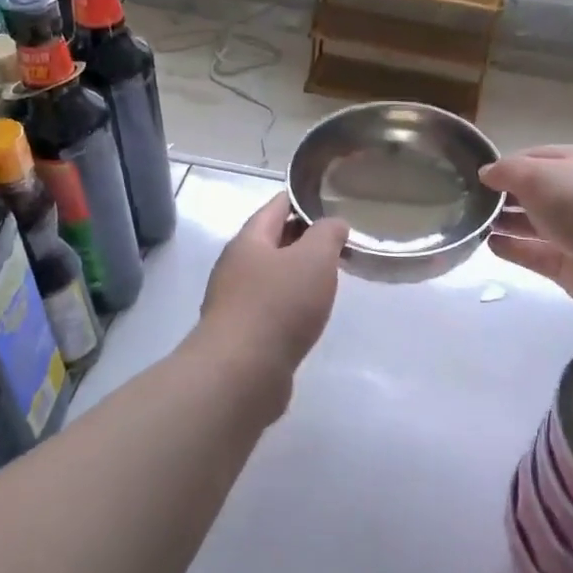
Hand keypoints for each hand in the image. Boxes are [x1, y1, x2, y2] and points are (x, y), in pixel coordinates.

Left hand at [199, 192, 349, 373]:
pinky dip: (291, 303)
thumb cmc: (278, 306)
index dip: (302, 199)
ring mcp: (235, 302)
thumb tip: (333, 224)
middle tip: (338, 239)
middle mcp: (236, 267)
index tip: (329, 199)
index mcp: (249, 241)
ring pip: (271, 277)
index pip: (276, 207)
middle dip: (303, 237)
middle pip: (272, 242)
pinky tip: (309, 314)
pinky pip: (271, 307)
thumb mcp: (314, 259)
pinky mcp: (242, 334)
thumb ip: (327, 234)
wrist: (241, 373)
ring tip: (329, 276)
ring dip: (297, 273)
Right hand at [480, 146, 572, 317]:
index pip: (532, 158)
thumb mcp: (538, 175)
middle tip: (466, 201)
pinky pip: (532, 253)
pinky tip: (489, 244)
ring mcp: (570, 232)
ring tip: (472, 222)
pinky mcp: (565, 264)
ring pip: (530, 224)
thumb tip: (485, 173)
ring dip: (503, 221)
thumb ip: (507, 171)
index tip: (472, 175)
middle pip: (531, 192)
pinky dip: (511, 249)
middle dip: (501, 195)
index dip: (504, 165)